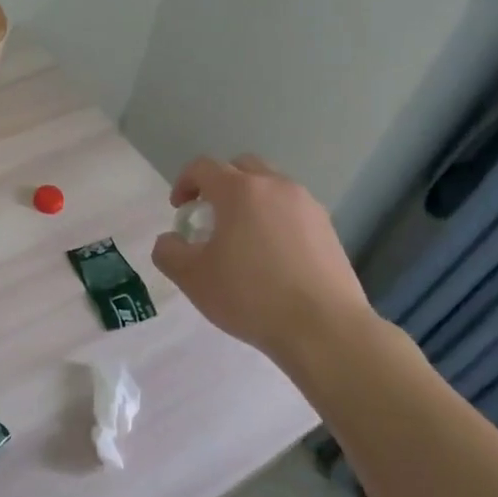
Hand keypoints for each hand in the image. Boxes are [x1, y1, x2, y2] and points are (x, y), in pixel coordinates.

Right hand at [151, 154, 376, 367]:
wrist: (325, 329)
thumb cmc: (251, 297)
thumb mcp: (193, 279)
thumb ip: (169, 252)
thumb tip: (171, 240)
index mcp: (239, 190)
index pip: (203, 167)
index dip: (184, 183)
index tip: (179, 209)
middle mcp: (275, 186)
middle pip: (242, 167)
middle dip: (221, 184)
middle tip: (211, 215)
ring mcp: (307, 205)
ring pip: (271, 186)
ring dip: (251, 200)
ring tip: (243, 237)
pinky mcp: (329, 228)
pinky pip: (293, 210)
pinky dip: (276, 219)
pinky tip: (273, 255)